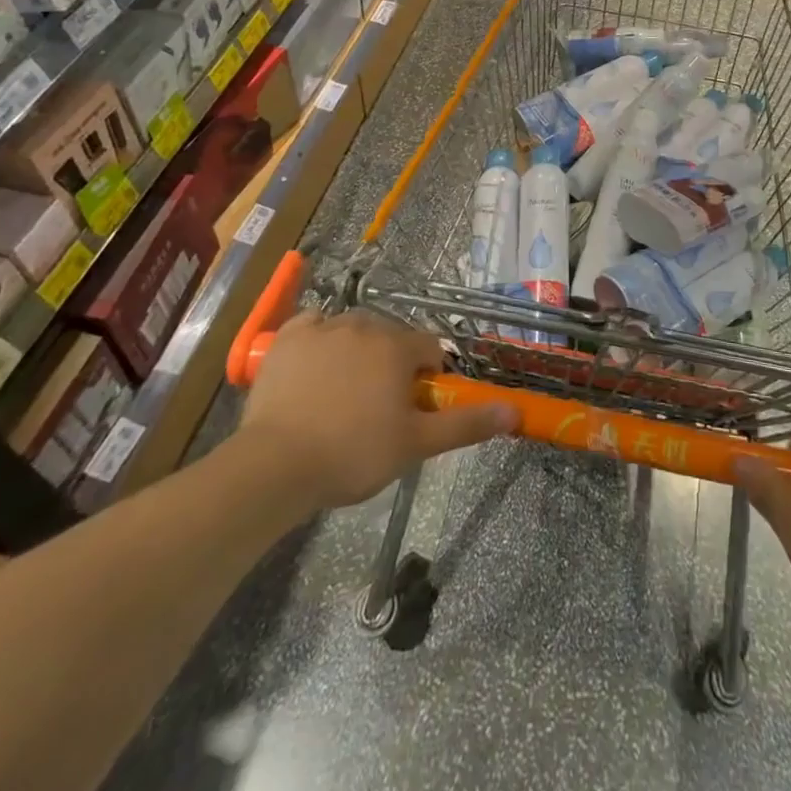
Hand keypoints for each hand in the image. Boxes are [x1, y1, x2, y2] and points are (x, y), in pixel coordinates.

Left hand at [239, 311, 512, 508]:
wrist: (276, 465)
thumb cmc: (353, 454)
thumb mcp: (416, 445)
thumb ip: (466, 423)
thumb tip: (514, 411)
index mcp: (398, 347)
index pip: (430, 349)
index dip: (428, 377)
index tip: (413, 408)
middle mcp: (365, 325)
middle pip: (392, 336)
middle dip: (392, 364)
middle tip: (377, 408)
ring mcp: (324, 326)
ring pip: (354, 330)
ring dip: (358, 352)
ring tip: (342, 394)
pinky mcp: (288, 336)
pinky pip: (313, 325)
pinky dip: (319, 340)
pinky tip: (313, 368)